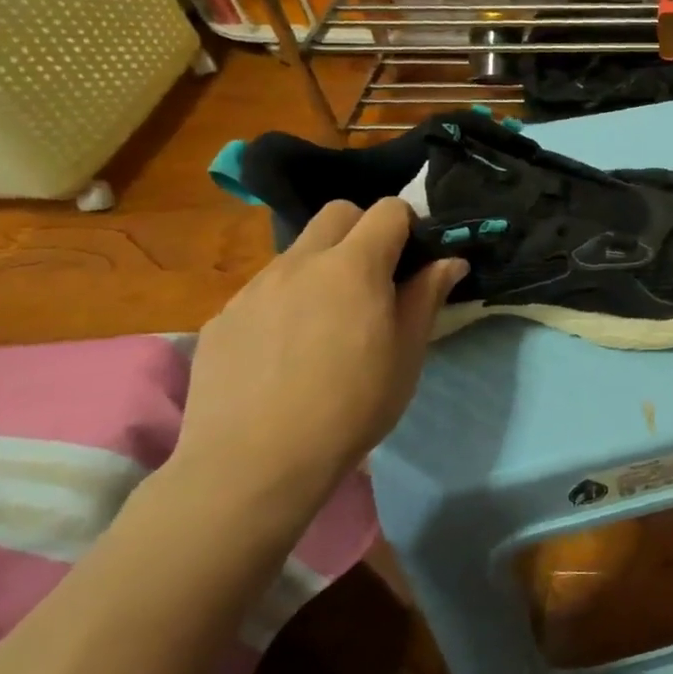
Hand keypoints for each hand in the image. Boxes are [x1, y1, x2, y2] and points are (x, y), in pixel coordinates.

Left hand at [175, 200, 465, 519]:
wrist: (254, 463)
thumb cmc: (351, 405)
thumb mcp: (407, 353)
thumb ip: (426, 296)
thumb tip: (450, 261)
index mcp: (353, 267)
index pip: (387, 210)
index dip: (408, 225)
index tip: (415, 258)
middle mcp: (300, 263)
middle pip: (337, 213)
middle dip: (363, 230)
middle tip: (375, 278)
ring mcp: (253, 289)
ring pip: (298, 252)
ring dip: (322, 267)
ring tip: (328, 322)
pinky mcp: (221, 318)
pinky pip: (263, 290)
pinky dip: (285, 301)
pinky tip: (286, 352)